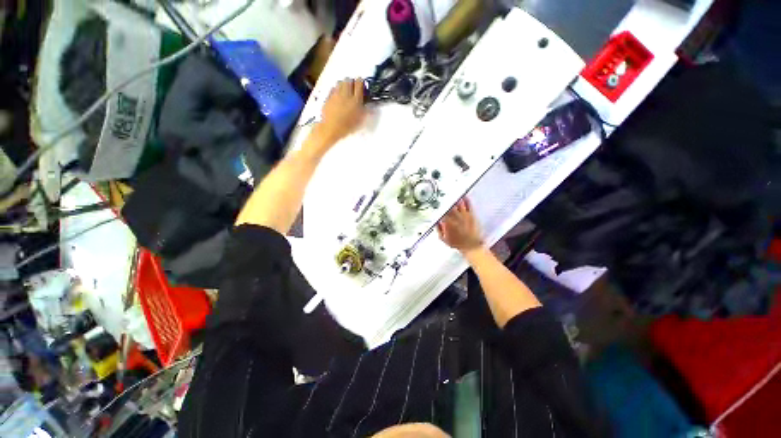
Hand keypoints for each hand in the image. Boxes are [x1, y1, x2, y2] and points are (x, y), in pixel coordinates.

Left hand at [316, 78, 365, 143]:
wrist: (331, 128)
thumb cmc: (348, 127)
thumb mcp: (360, 121)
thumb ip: (366, 112)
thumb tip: (372, 108)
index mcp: (356, 100)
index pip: (359, 83)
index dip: (361, 82)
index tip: (361, 84)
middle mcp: (346, 94)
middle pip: (349, 80)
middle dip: (351, 82)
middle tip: (353, 87)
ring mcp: (336, 94)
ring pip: (340, 82)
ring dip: (343, 84)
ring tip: (345, 90)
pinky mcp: (328, 96)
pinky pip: (333, 88)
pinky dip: (336, 89)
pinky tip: (337, 94)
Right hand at [437, 198, 483, 252]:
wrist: (471, 246)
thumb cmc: (457, 243)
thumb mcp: (443, 239)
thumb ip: (438, 229)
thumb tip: (437, 222)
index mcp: (448, 222)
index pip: (442, 213)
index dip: (440, 210)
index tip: (439, 208)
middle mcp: (456, 217)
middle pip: (450, 207)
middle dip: (447, 203)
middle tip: (445, 200)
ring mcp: (464, 215)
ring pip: (459, 204)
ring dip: (455, 200)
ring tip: (453, 196)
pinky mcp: (471, 215)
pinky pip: (468, 205)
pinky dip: (466, 200)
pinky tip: (464, 197)